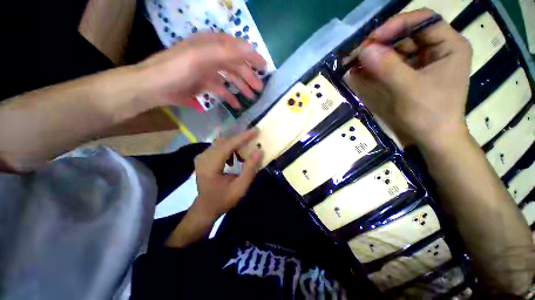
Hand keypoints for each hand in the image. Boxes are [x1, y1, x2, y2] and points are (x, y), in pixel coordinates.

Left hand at [135, 32, 266, 109]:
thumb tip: (251, 49)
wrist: (153, 87)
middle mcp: (212, 56)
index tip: (265, 69)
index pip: (238, 47)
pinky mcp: (204, 84)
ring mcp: (208, 71)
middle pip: (236, 65)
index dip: (253, 57)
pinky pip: (222, 90)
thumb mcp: (201, 58)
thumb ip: (226, 52)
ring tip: (251, 98)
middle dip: (249, 77)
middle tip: (259, 90)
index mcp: (212, 45)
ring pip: (231, 78)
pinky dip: (230, 97)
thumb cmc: (176, 70)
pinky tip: (237, 105)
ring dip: (242, 87)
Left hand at [193, 129, 262, 219]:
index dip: (243, 137)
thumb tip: (259, 151)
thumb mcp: (240, 188)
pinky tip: (235, 157)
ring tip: (246, 151)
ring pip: (221, 142)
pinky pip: (218, 146)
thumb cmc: (223, 199)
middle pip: (224, 141)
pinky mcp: (203, 157)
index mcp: (210, 166)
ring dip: (235, 143)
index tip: (256, 130)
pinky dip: (229, 148)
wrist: (206, 207)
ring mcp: (201, 156)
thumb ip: (250, 169)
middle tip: (254, 138)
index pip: (228, 145)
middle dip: (240, 138)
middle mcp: (203, 157)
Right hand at [345, 9, 472, 147]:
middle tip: (358, 54)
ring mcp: (424, 61)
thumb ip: (386, 67)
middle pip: (408, 34)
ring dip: (376, 55)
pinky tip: (362, 70)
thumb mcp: (408, 89)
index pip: (423, 20)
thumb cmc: (428, 114)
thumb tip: (363, 50)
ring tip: (355, 63)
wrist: (433, 138)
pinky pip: (393, 63)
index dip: (397, 24)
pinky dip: (377, 66)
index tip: (372, 40)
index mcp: (449, 46)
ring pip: (397, 48)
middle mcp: (438, 49)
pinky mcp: (412, 73)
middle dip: (382, 42)